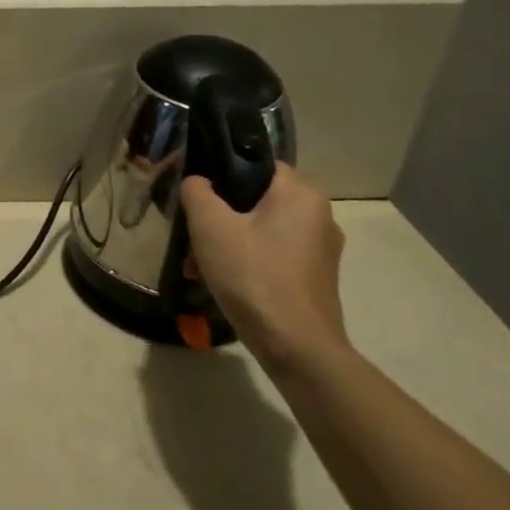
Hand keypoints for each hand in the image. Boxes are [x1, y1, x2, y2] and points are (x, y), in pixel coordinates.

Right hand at [179, 163, 348, 373]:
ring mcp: (320, 249)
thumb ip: (197, 191)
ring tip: (195, 265)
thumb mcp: (210, 225)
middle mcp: (318, 215)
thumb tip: (198, 182)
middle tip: (189, 234)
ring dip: (225, 241)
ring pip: (259, 229)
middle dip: (216, 216)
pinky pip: (270, 254)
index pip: (255, 163)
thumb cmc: (252, 275)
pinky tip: (217, 281)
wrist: (295, 346)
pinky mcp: (314, 277)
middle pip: (254, 199)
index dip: (219, 172)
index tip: (191, 192)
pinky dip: (243, 260)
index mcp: (301, 193)